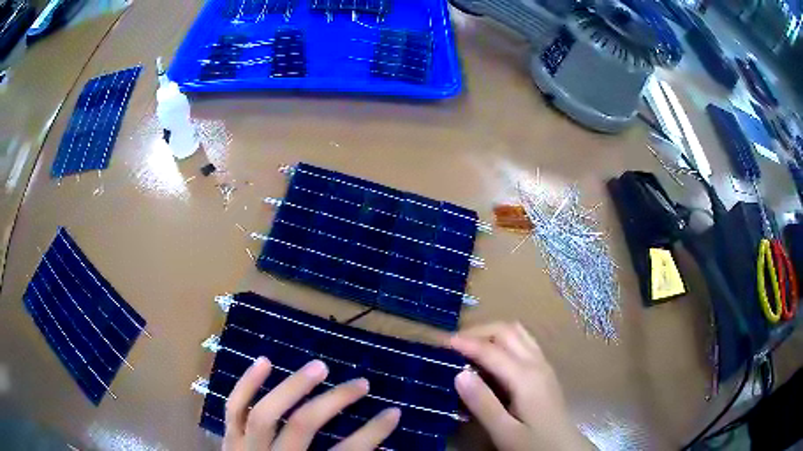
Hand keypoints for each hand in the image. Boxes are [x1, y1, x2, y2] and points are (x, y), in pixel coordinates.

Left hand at [224, 357, 400, 450]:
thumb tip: (380, 449)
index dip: (372, 434)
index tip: (393, 412)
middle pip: (302, 426)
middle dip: (334, 402)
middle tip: (361, 383)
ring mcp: (245, 447)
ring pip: (265, 412)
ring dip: (293, 386)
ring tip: (319, 367)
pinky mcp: (229, 437)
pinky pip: (233, 407)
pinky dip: (246, 383)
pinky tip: (264, 361)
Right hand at [449, 323, 592, 450]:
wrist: (564, 448)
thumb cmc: (534, 444)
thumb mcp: (504, 432)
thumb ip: (482, 404)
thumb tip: (458, 373)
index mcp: (526, 377)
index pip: (491, 350)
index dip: (465, 343)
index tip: (441, 342)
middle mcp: (536, 363)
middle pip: (507, 330)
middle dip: (478, 331)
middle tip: (453, 344)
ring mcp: (543, 364)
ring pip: (517, 332)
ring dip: (491, 332)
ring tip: (469, 346)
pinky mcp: (544, 370)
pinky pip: (523, 342)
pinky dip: (503, 339)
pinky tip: (492, 357)